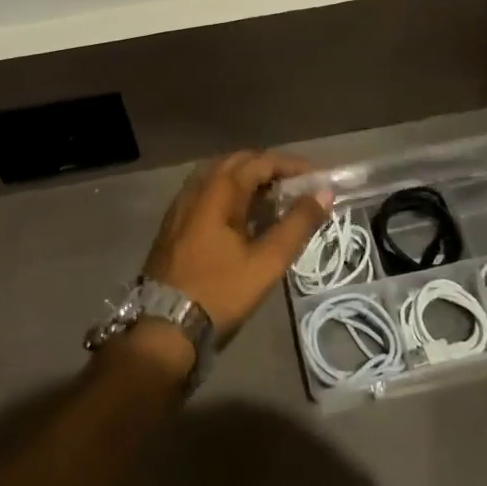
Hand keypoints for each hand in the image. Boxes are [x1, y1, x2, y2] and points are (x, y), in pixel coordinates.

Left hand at [141, 151, 329, 340]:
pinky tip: (242, 215)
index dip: (291, 165)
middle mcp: (198, 186)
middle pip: (238, 161)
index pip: (261, 161)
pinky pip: (206, 191)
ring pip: (219, 174)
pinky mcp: (174, 221)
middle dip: (269, 167)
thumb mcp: (266, 261)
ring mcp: (181, 203)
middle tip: (296, 187)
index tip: (315, 177)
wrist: (163, 325)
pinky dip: (229, 191)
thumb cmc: (219, 290)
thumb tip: (323, 193)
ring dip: (248, 178)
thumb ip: (297, 224)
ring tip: (273, 198)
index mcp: (219, 190)